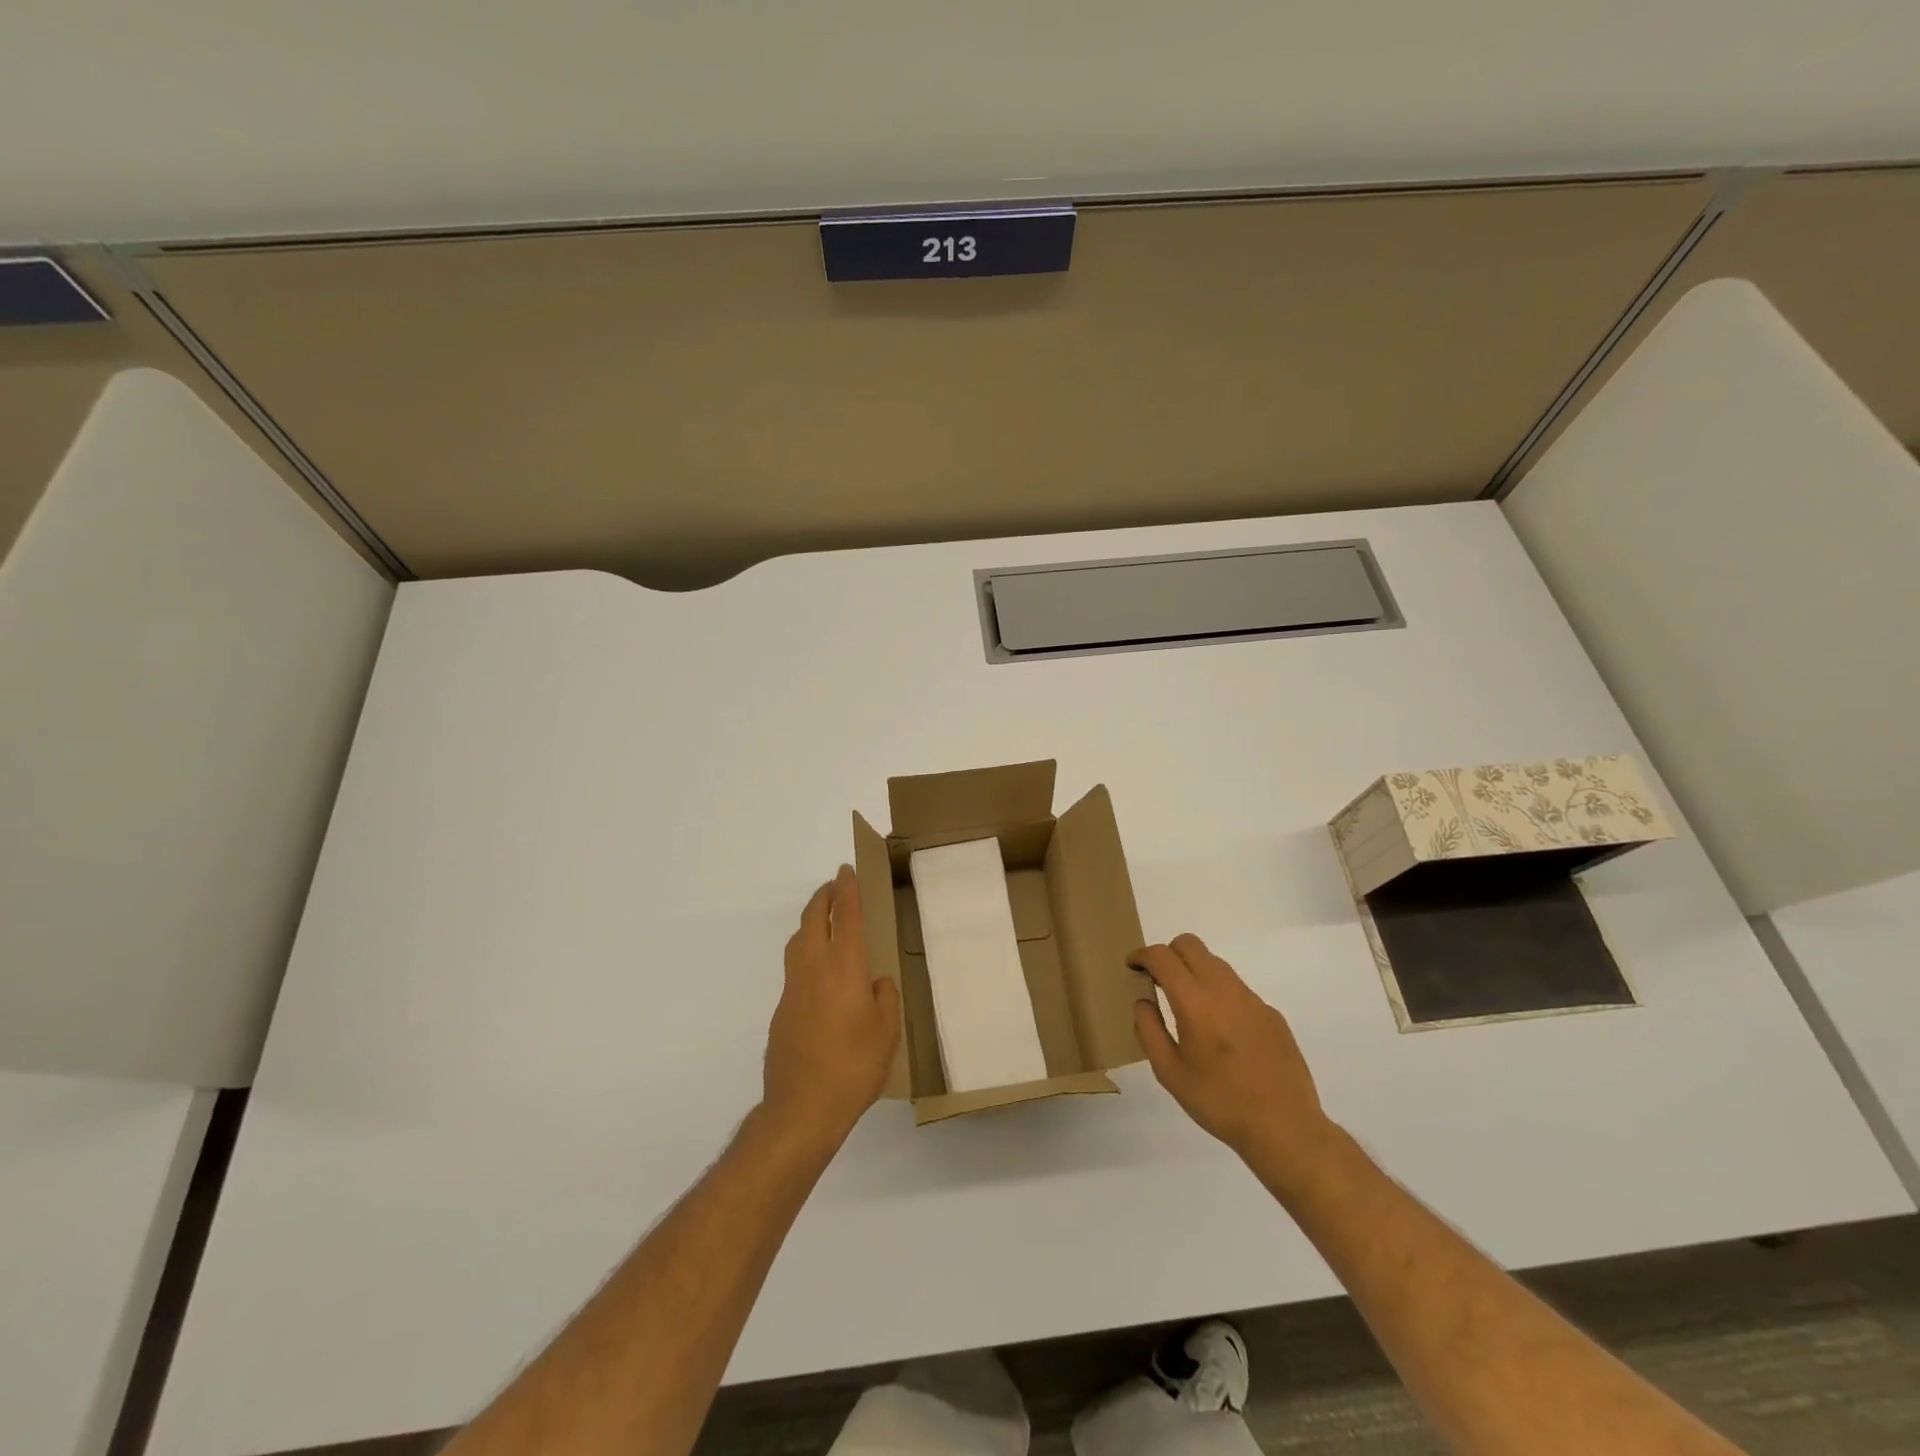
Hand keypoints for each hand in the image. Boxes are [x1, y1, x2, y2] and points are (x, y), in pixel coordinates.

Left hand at [762, 866, 901, 1153]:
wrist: (801, 1108)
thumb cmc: (853, 1067)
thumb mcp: (887, 1031)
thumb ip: (883, 997)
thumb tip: (874, 983)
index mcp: (843, 968)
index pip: (844, 915)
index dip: (846, 889)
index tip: (846, 871)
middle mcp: (813, 969)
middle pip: (813, 919)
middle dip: (823, 897)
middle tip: (834, 887)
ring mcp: (792, 989)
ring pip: (797, 941)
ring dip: (810, 922)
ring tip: (822, 920)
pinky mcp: (781, 1011)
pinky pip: (794, 968)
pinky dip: (805, 954)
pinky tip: (818, 974)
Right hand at [1131, 934, 1335, 1183]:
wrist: (1285, 1127)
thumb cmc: (1219, 1102)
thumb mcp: (1169, 1072)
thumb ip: (1149, 1029)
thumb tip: (1143, 1000)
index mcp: (1195, 1002)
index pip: (1162, 956)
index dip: (1142, 955)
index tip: (1132, 967)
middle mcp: (1224, 989)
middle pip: (1190, 944)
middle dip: (1168, 954)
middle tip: (1158, 980)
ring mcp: (1252, 999)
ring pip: (1215, 963)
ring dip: (1194, 970)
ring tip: (1188, 1006)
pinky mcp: (1271, 1013)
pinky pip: (1237, 988)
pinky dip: (1219, 994)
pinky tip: (1221, 1031)